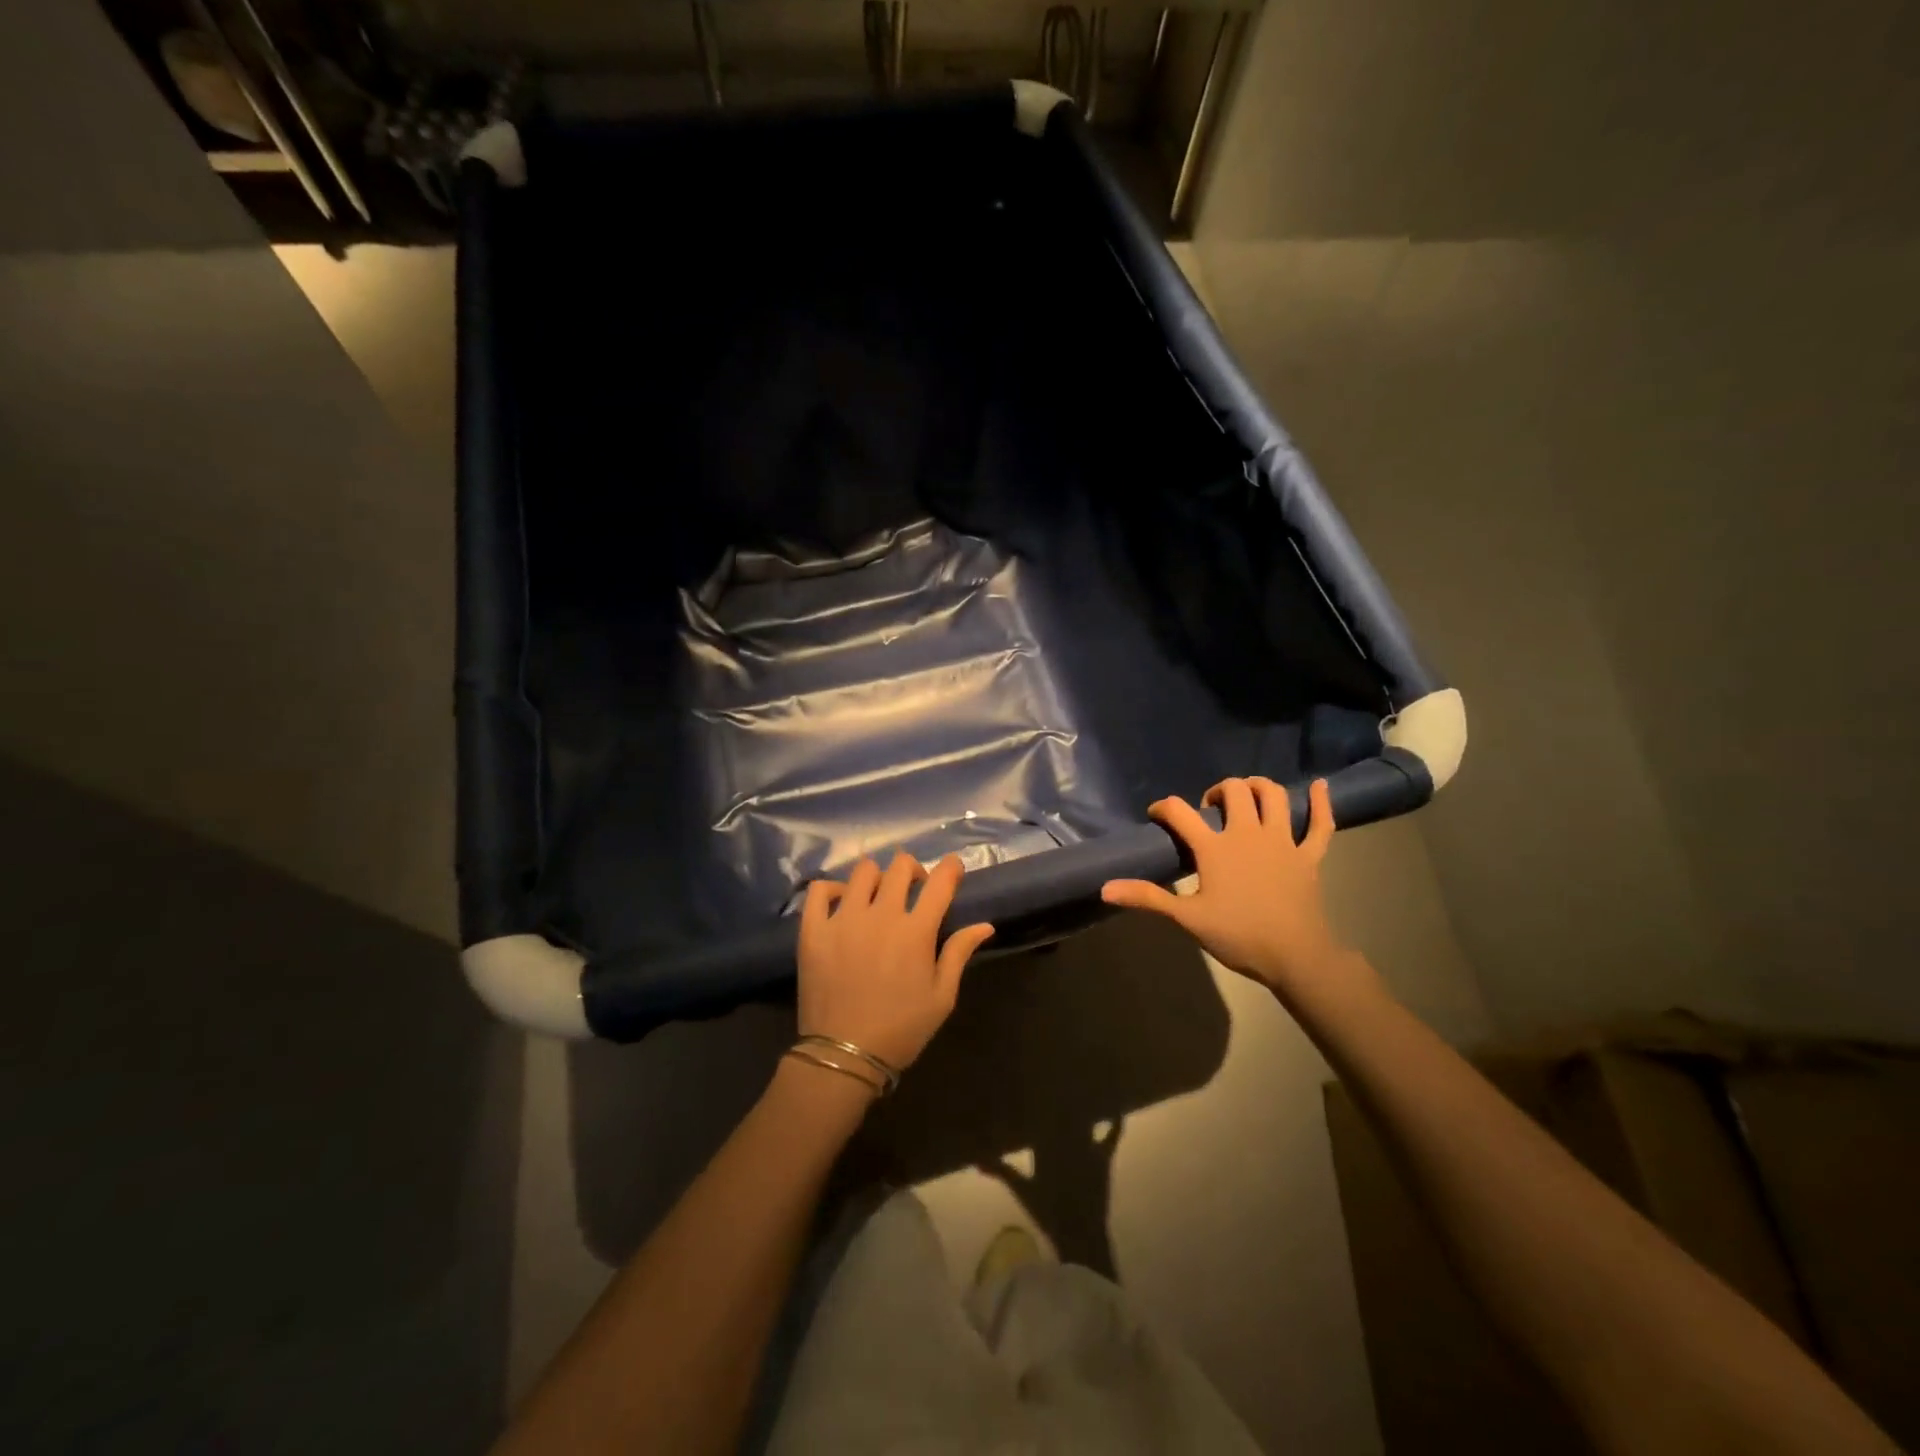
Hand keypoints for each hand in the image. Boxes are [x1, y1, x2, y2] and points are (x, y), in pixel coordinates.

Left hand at [798, 852, 995, 1071]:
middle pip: (900, 867)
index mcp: (916, 932)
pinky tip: (843, 903)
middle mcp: (881, 915)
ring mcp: (843, 919)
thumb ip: (959, 954)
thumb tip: (985, 925)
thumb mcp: (941, 998)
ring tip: (877, 896)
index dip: (951, 868)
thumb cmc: (901, 1029)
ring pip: (862, 871)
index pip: (940, 882)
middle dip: (913, 870)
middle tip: (914, 888)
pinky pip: (820, 890)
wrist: (845, 1055)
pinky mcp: (813, 930)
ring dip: (877, 877)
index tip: (952, 869)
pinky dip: (834, 888)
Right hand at [1101, 777, 1348, 992]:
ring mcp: (1282, 841)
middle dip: (1218, 791)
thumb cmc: (1237, 935)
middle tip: (1209, 810)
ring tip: (1247, 794)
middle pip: (1234, 791)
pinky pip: (1321, 824)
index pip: (1180, 812)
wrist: (1295, 956)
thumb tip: (1105, 888)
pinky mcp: (1309, 855)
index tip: (1157, 815)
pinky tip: (1321, 786)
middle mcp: (1248, 833)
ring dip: (1259, 787)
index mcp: (1215, 847)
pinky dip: (1322, 803)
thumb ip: (1147, 898)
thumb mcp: (1187, 918)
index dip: (1164, 808)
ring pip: (1275, 796)